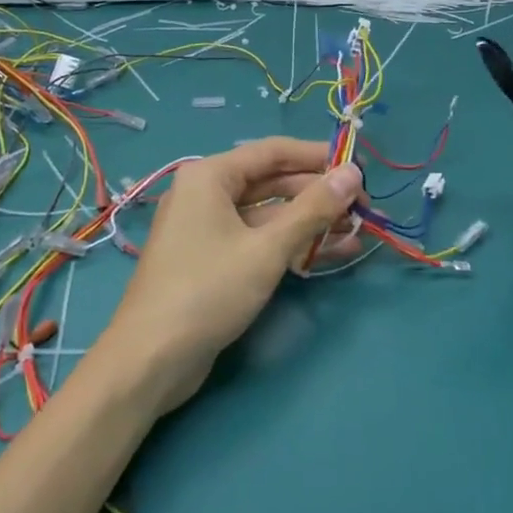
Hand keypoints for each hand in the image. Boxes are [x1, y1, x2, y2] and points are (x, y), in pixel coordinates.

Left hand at [103, 138, 364, 414]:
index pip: (273, 152)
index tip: (358, 168)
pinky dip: (291, 244)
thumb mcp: (267, 248)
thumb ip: (313, 209)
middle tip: (362, 206)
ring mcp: (208, 228)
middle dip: (318, 194)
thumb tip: (353, 173)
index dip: (318, 157)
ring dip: (310, 222)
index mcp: (210, 176)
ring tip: (357, 231)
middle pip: (272, 182)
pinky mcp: (213, 259)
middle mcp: (206, 193)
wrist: (150, 360)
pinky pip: (258, 240)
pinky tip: (330, 253)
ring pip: (268, 214)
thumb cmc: (208, 291)